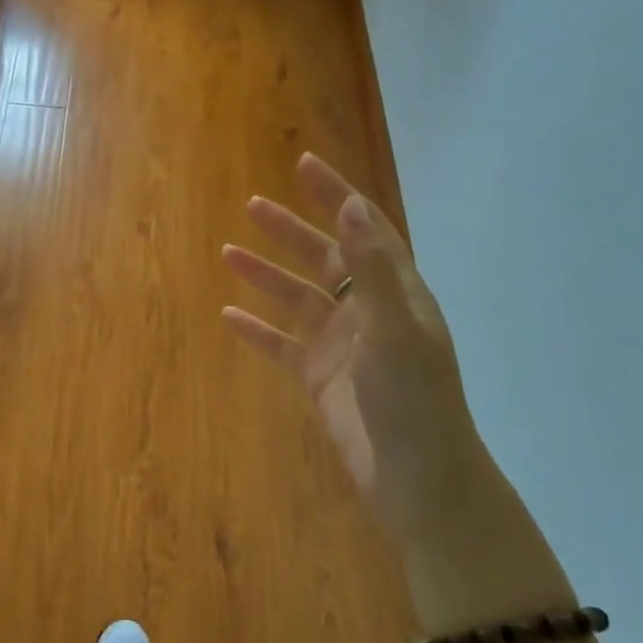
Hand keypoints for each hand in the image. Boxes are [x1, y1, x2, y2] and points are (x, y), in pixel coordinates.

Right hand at [223, 154, 475, 515]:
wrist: (415, 477)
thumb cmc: (413, 399)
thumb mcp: (395, 329)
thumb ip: (371, 269)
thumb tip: (351, 207)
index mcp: (395, 293)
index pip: (364, 229)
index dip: (336, 195)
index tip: (304, 165)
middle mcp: (367, 312)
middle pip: (324, 258)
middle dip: (290, 230)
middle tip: (253, 205)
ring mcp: (341, 345)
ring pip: (296, 298)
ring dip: (265, 274)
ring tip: (228, 253)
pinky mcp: (318, 377)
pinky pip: (280, 344)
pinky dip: (256, 329)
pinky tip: (227, 314)